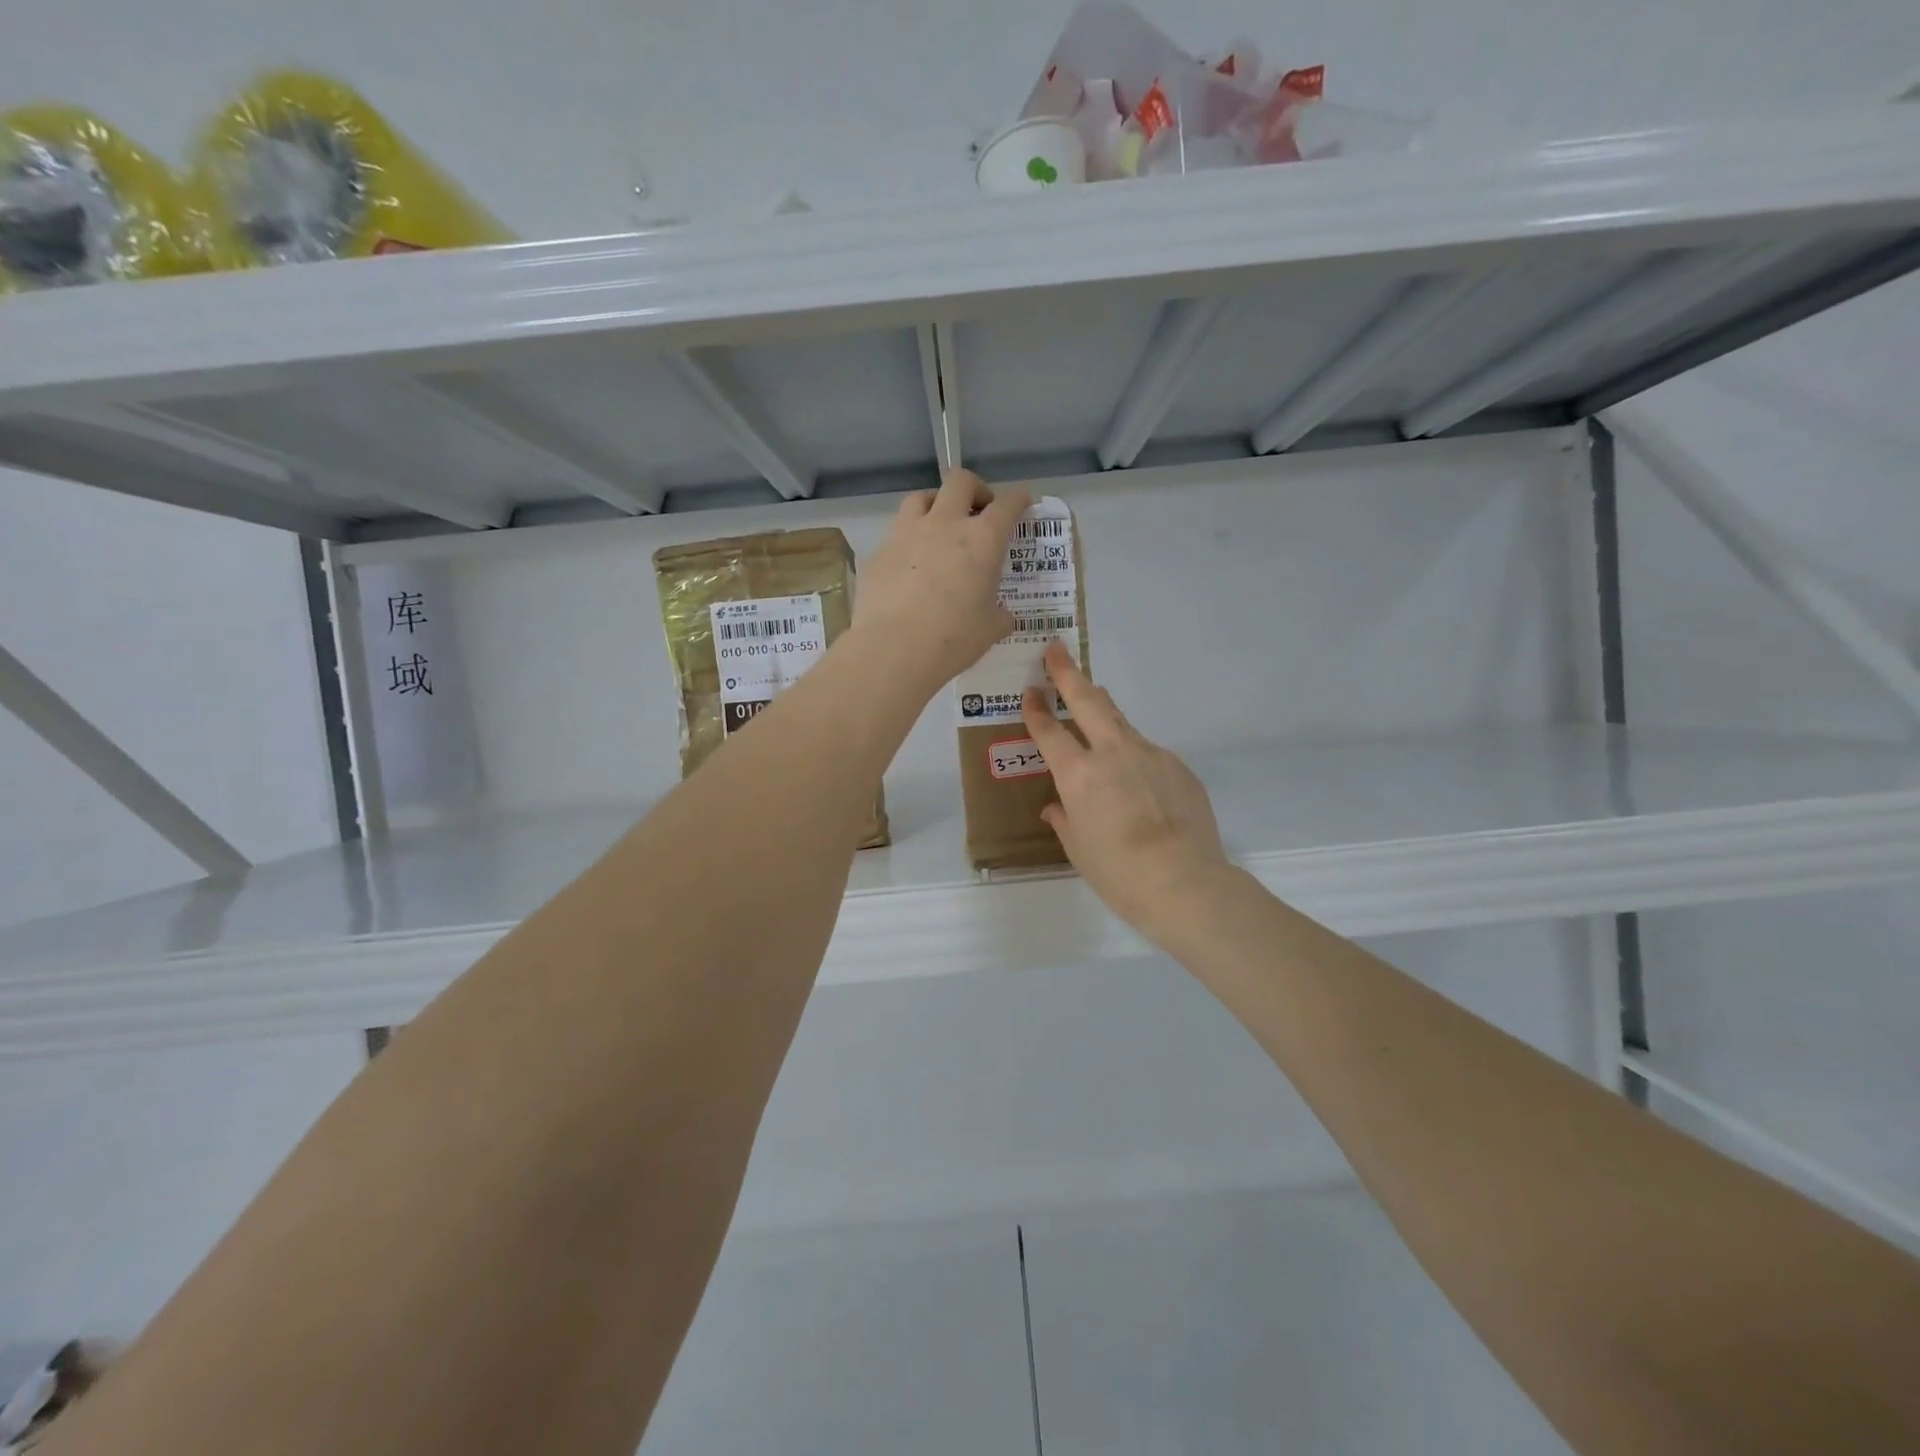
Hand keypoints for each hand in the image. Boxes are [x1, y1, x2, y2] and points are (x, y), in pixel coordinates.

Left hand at [855, 470, 1030, 689]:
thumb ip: (999, 614)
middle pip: (960, 481)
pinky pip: (895, 537)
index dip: (1018, 498)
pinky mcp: (878, 554)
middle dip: (974, 489)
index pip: (1007, 504)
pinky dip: (907, 544)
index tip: (1021, 502)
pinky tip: (908, 570)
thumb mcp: (991, 629)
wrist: (894, 648)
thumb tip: (1000, 614)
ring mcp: (906, 534)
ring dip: (935, 506)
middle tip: (978, 511)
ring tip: (938, 528)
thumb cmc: (954, 638)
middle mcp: (944, 525)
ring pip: (920, 498)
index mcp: (982, 540)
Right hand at [1022, 643, 1229, 944]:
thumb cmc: (1118, 871)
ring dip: (1103, 710)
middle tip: (1056, 650)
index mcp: (1078, 774)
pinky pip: (1148, 752)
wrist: (1183, 881)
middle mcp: (1112, 753)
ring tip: (1093, 701)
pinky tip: (1138, 781)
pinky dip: (1135, 756)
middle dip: (1068, 673)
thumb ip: (1064, 819)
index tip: (1029, 691)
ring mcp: (1150, 754)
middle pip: (1088, 700)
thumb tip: (1058, 807)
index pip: (1049, 732)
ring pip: (1121, 721)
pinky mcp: (1178, 766)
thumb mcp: (1078, 848)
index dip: (1036, 710)